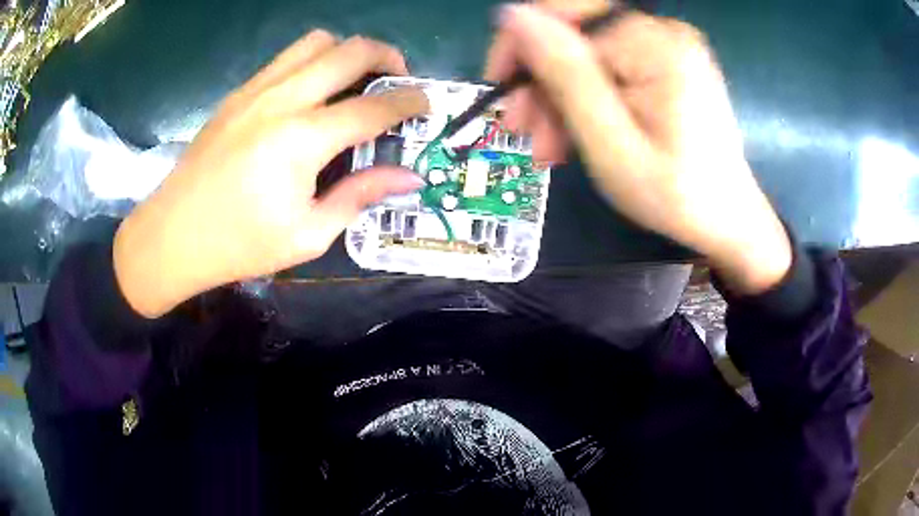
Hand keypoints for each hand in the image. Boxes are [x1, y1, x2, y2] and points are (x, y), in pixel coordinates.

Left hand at [114, 31, 428, 317]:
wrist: (172, 236)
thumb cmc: (239, 245)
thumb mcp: (308, 234)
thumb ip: (360, 196)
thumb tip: (408, 178)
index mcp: (301, 139)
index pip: (373, 107)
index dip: (408, 102)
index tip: (427, 104)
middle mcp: (282, 99)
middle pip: (350, 50)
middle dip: (388, 57)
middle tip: (399, 81)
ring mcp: (256, 90)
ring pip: (316, 42)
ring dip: (347, 53)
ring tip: (355, 81)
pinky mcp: (238, 93)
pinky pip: (286, 58)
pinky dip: (313, 63)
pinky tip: (312, 94)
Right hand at [486, 5, 791, 294]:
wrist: (725, 218)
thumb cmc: (675, 195)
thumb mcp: (612, 143)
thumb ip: (566, 75)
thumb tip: (512, 14)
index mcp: (657, 44)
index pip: (565, 17)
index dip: (522, 47)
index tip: (499, 90)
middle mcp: (663, 31)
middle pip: (576, 34)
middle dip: (541, 82)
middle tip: (524, 133)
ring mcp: (666, 45)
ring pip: (587, 53)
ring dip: (559, 97)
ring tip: (549, 149)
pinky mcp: (665, 62)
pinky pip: (608, 66)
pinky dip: (586, 98)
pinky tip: (575, 134)